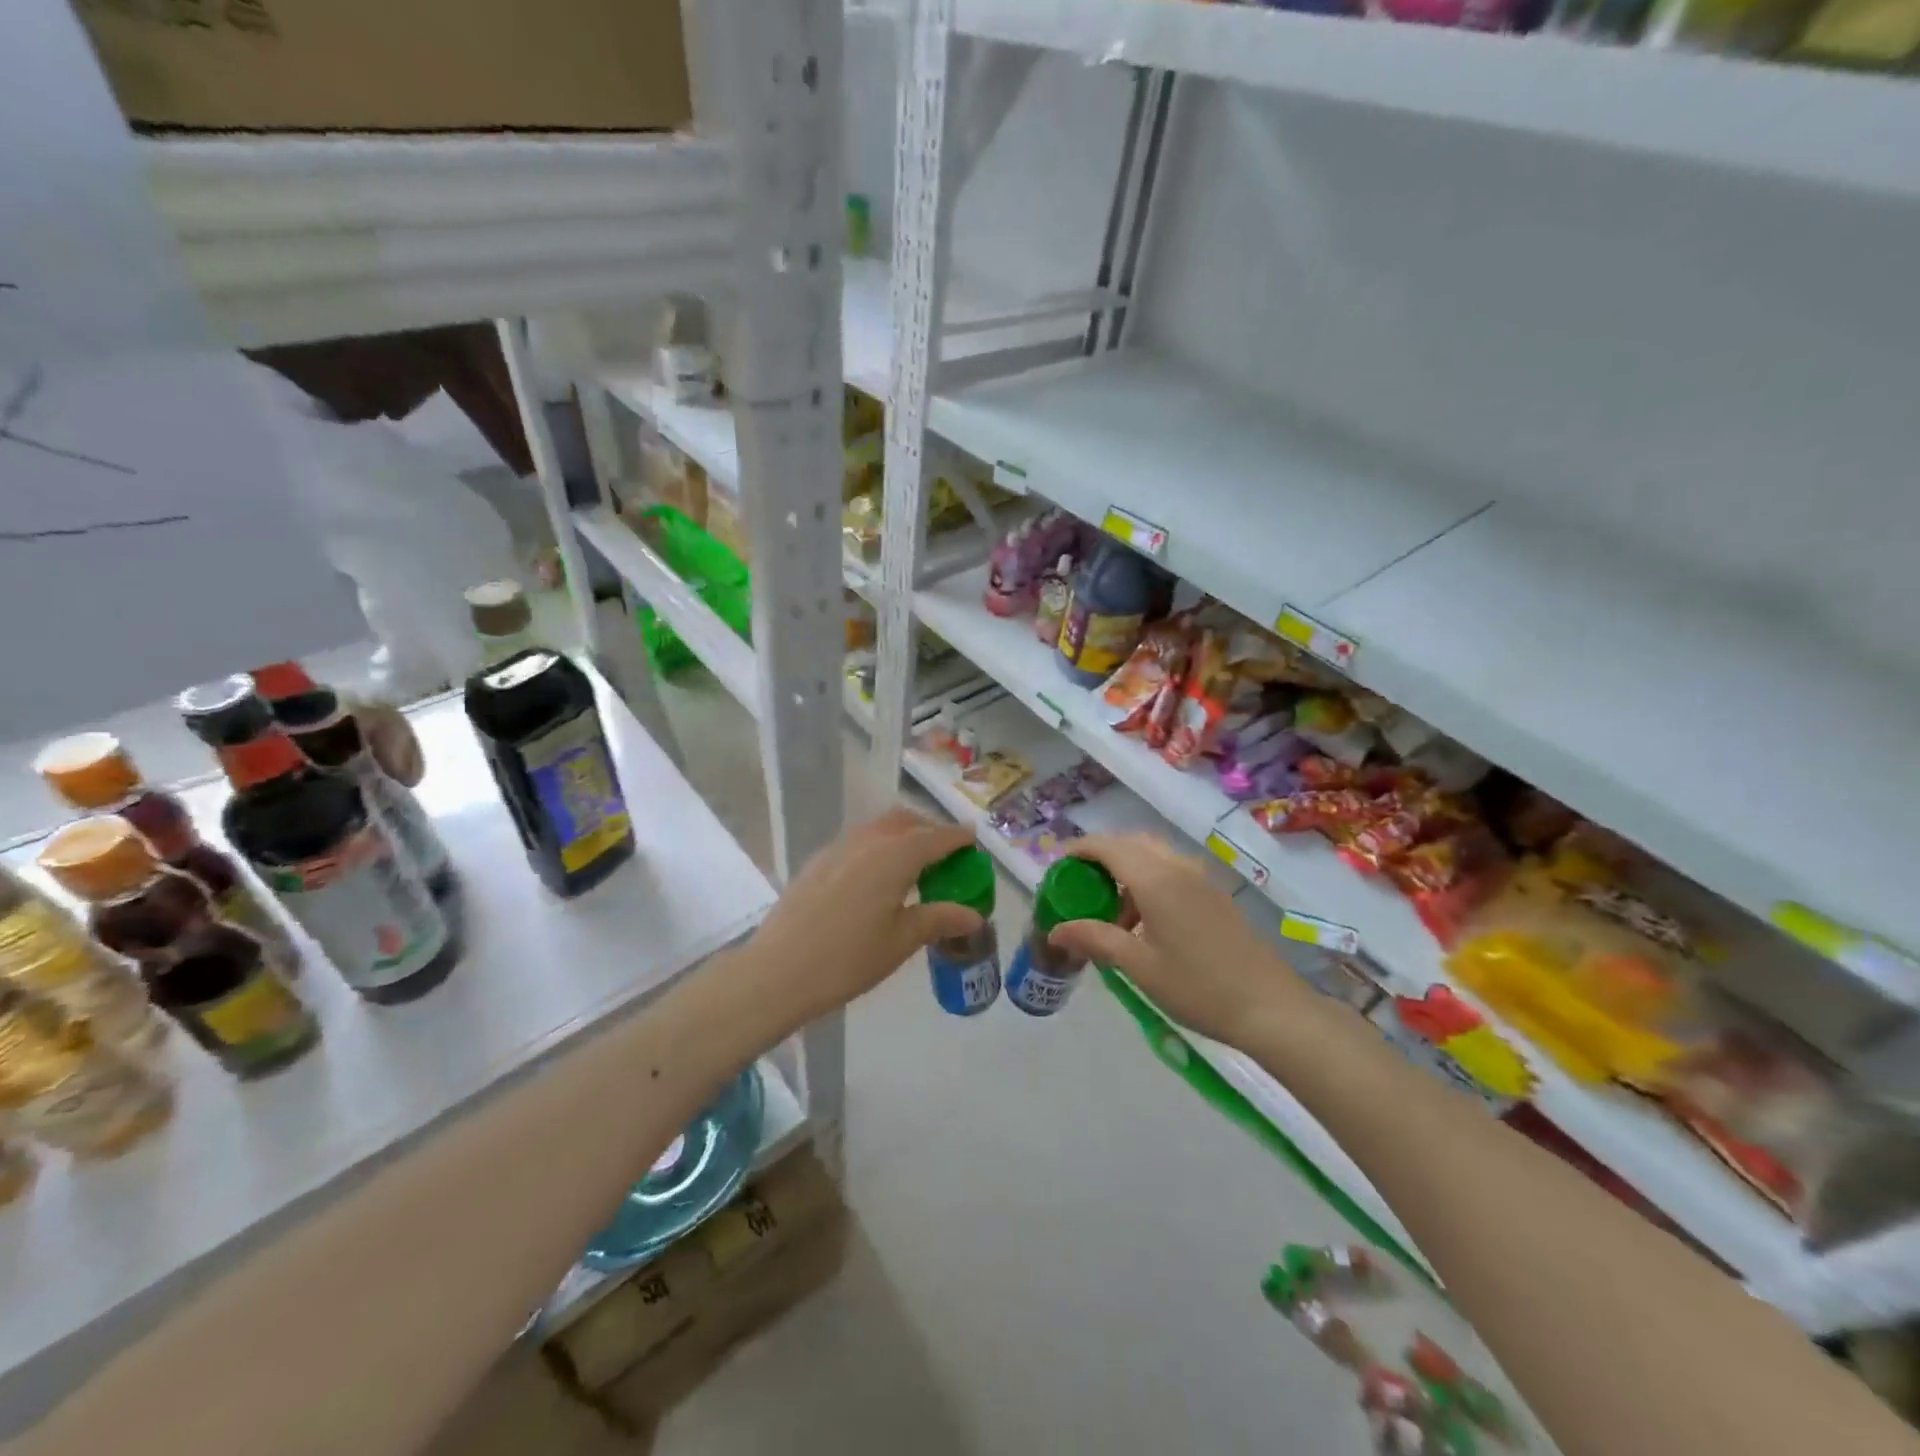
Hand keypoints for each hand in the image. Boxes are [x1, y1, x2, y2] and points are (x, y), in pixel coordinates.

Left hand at [739, 808, 982, 1032]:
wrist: (778, 971)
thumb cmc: (848, 958)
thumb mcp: (901, 941)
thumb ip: (940, 919)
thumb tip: (974, 914)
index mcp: (895, 856)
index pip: (936, 837)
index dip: (958, 838)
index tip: (974, 842)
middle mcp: (868, 840)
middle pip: (906, 821)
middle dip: (929, 829)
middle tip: (946, 853)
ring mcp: (838, 847)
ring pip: (879, 827)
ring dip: (902, 834)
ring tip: (914, 864)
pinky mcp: (818, 861)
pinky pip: (858, 840)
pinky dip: (878, 845)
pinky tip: (877, 876)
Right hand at [1049, 833, 1309, 1047]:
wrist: (1270, 1007)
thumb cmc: (1198, 987)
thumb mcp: (1138, 966)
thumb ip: (1095, 939)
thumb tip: (1055, 931)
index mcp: (1155, 879)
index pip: (1107, 846)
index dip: (1079, 850)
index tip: (1057, 867)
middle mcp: (1177, 867)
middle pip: (1130, 843)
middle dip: (1101, 857)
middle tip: (1080, 887)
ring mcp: (1200, 879)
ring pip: (1152, 856)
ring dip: (1126, 870)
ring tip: (1110, 913)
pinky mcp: (1214, 894)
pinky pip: (1171, 871)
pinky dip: (1148, 881)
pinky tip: (1143, 922)